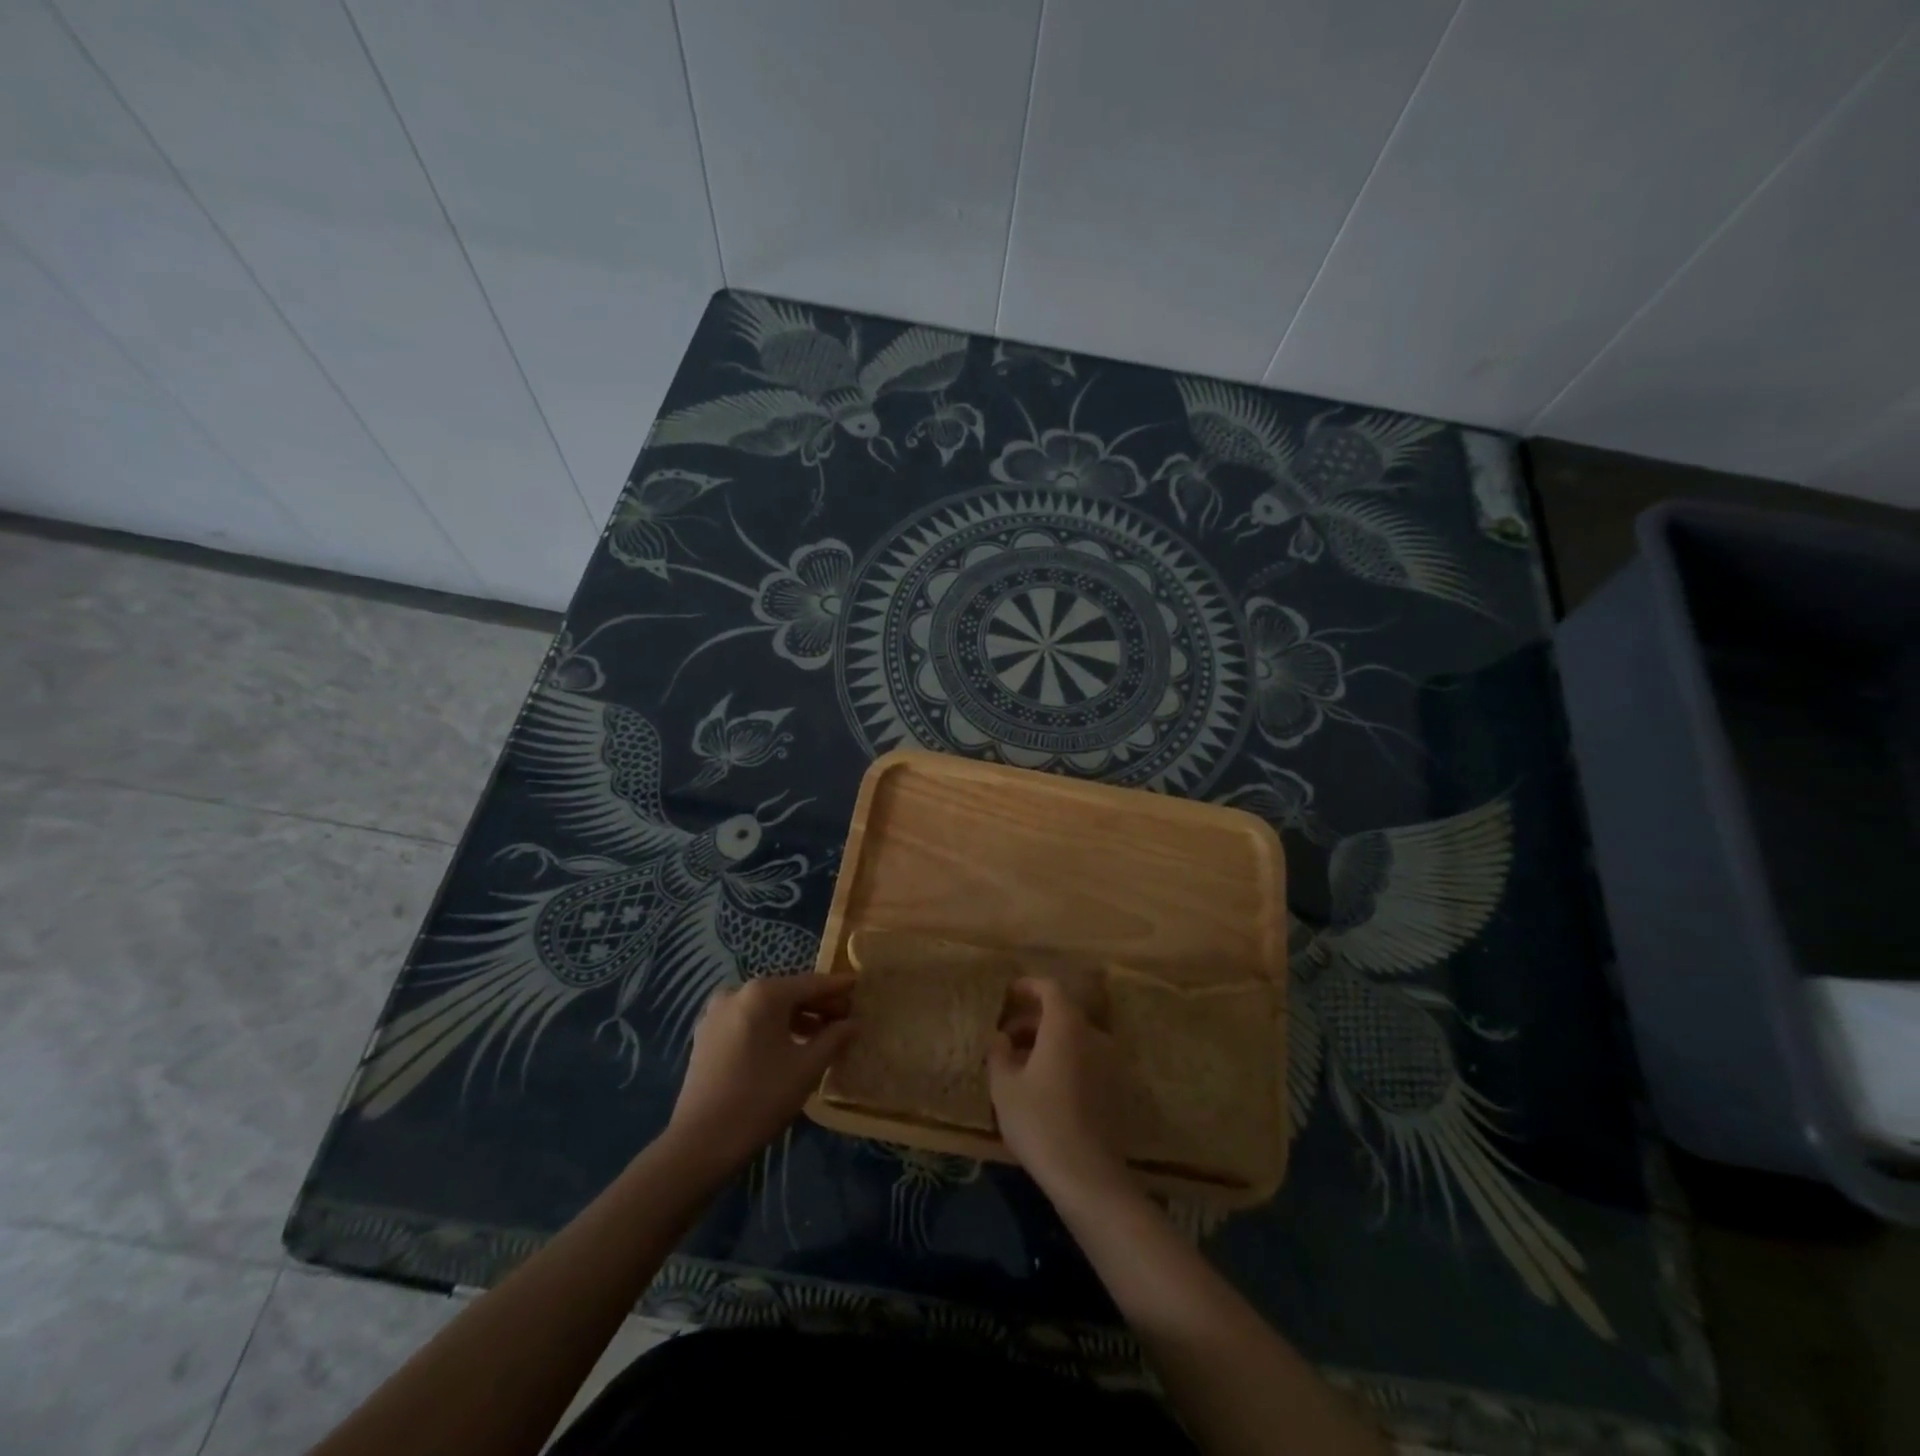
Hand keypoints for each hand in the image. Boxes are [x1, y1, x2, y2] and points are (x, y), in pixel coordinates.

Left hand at [664, 973, 856, 1174]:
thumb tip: (854, 1023)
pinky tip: (788, 1044)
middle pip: (787, 992)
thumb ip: (834, 1038)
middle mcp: (737, 992)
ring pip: (766, 1007)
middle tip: (845, 1016)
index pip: (811, 983)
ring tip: (821, 1034)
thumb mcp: (807, 1068)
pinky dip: (770, 1026)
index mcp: (763, 993)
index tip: (860, 986)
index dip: (838, 987)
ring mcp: (717, 1012)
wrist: (701, 1142)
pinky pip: (748, 1020)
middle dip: (817, 1004)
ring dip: (795, 1017)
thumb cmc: (761, 1098)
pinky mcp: (706, 1034)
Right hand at [988, 977, 1131, 1203]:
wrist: (1088, 1175)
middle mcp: (1093, 1036)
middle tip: (1006, 1037)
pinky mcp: (1116, 1088)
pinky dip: (1065, 1060)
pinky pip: (1086, 1059)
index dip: (1029, 987)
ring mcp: (1110, 1062)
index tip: (1009, 994)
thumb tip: (1001, 1038)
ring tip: (1020, 1063)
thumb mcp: (1004, 1087)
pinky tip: (1044, 1085)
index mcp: (1066, 1026)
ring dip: (1048, 1042)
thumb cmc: (1039, 1121)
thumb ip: (999, 1054)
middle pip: (1063, 1014)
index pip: (1051, 989)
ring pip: (1075, 1038)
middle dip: (1033, 1019)